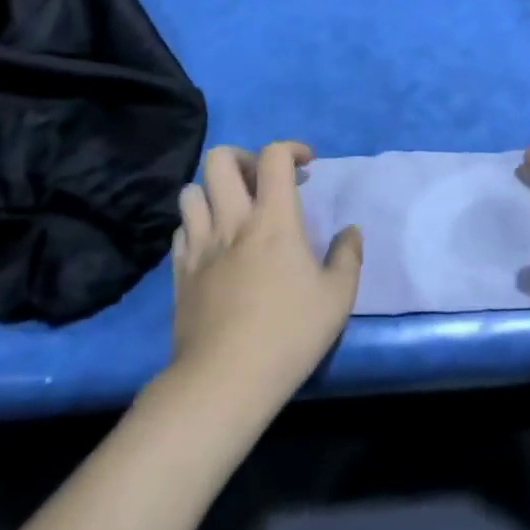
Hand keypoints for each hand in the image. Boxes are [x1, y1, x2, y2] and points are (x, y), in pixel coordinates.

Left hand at [170, 142, 362, 405]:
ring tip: (234, 211)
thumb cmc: (288, 335)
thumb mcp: (337, 298)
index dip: (291, 149)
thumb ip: (348, 256)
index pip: (273, 157)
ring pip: (192, 190)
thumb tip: (351, 231)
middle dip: (244, 158)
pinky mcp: (179, 271)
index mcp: (274, 219)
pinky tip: (213, 244)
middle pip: (220, 159)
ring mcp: (200, 245)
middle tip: (263, 182)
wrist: (223, 381)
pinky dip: (197, 224)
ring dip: (214, 190)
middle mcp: (232, 220)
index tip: (306, 165)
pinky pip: (181, 228)